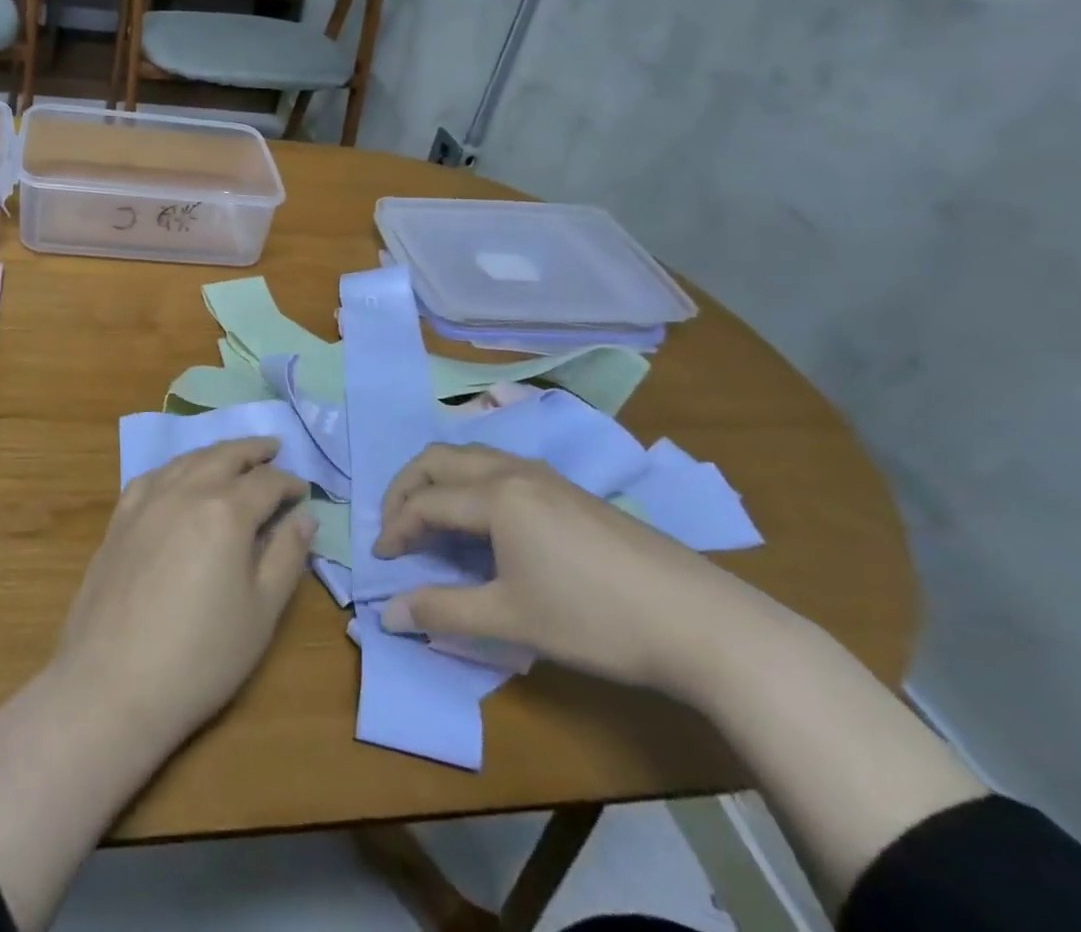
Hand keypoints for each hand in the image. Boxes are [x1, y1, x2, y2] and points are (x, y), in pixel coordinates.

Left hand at [52, 437, 313, 747]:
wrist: (112, 683)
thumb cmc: (201, 656)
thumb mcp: (261, 612)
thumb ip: (286, 557)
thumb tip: (304, 517)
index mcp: (226, 511)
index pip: (267, 483)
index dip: (290, 483)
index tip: (304, 491)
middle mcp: (186, 491)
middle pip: (225, 456)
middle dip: (254, 451)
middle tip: (274, 448)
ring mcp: (148, 500)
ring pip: (189, 459)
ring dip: (216, 453)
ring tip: (233, 456)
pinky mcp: (120, 517)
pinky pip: (154, 476)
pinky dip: (177, 468)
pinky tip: (180, 477)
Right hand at [375, 445, 769, 695]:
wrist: (699, 622)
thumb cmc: (593, 618)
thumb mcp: (511, 620)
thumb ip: (443, 611)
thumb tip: (388, 613)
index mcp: (496, 494)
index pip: (425, 500)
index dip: (396, 528)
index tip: (381, 561)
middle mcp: (515, 470)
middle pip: (440, 459)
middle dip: (406, 487)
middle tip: (393, 526)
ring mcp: (547, 476)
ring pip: (472, 457)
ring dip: (439, 481)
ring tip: (430, 520)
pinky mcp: (570, 491)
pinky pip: (500, 469)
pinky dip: (470, 484)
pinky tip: (483, 522)